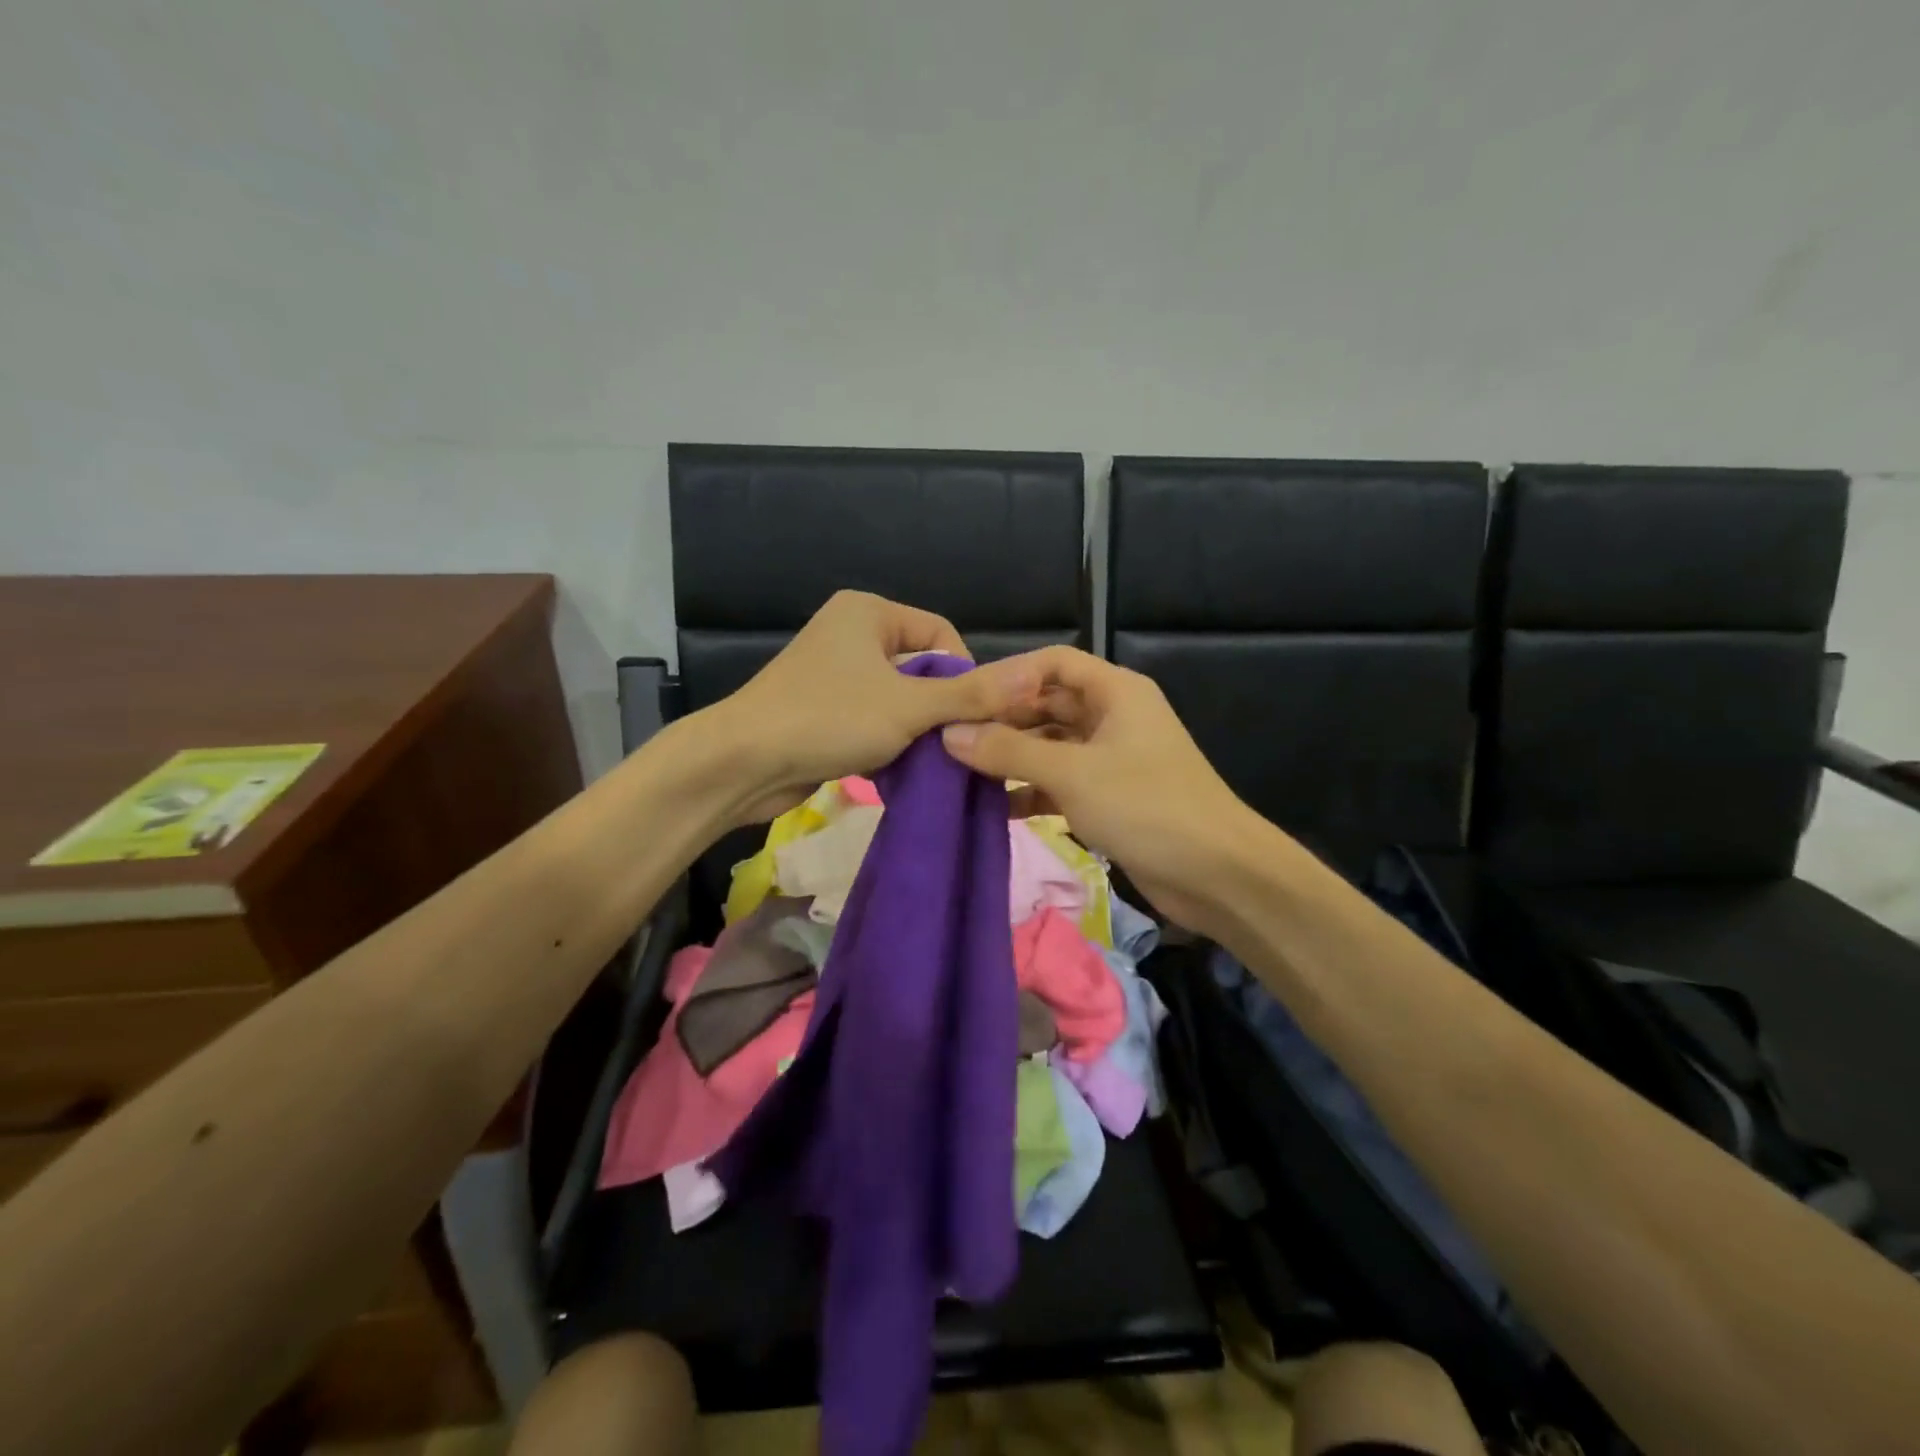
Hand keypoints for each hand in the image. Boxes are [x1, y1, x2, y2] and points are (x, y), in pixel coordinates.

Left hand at [708, 590, 1035, 823]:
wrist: (742, 763)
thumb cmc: (828, 719)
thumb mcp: (909, 707)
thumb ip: (971, 694)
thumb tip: (1033, 675)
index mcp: (869, 612)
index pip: (942, 636)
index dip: (963, 676)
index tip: (967, 718)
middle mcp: (851, 633)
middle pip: (922, 668)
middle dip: (940, 707)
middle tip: (950, 744)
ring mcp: (834, 672)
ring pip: (899, 697)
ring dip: (916, 728)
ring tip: (922, 758)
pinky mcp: (823, 708)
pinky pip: (874, 717)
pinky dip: (889, 740)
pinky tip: (895, 766)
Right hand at [939, 646, 1259, 932]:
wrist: (1217, 875)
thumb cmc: (1146, 806)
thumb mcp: (1072, 773)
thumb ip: (1008, 751)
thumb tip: (949, 734)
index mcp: (1116, 692)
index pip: (1053, 662)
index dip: (1010, 675)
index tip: (966, 699)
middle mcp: (1113, 716)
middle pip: (1047, 705)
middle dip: (1003, 721)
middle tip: (952, 740)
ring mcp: (1111, 758)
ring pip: (1050, 746)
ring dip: (1012, 759)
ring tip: (962, 773)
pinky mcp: (1109, 797)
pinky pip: (1060, 782)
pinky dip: (1031, 791)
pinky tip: (995, 808)